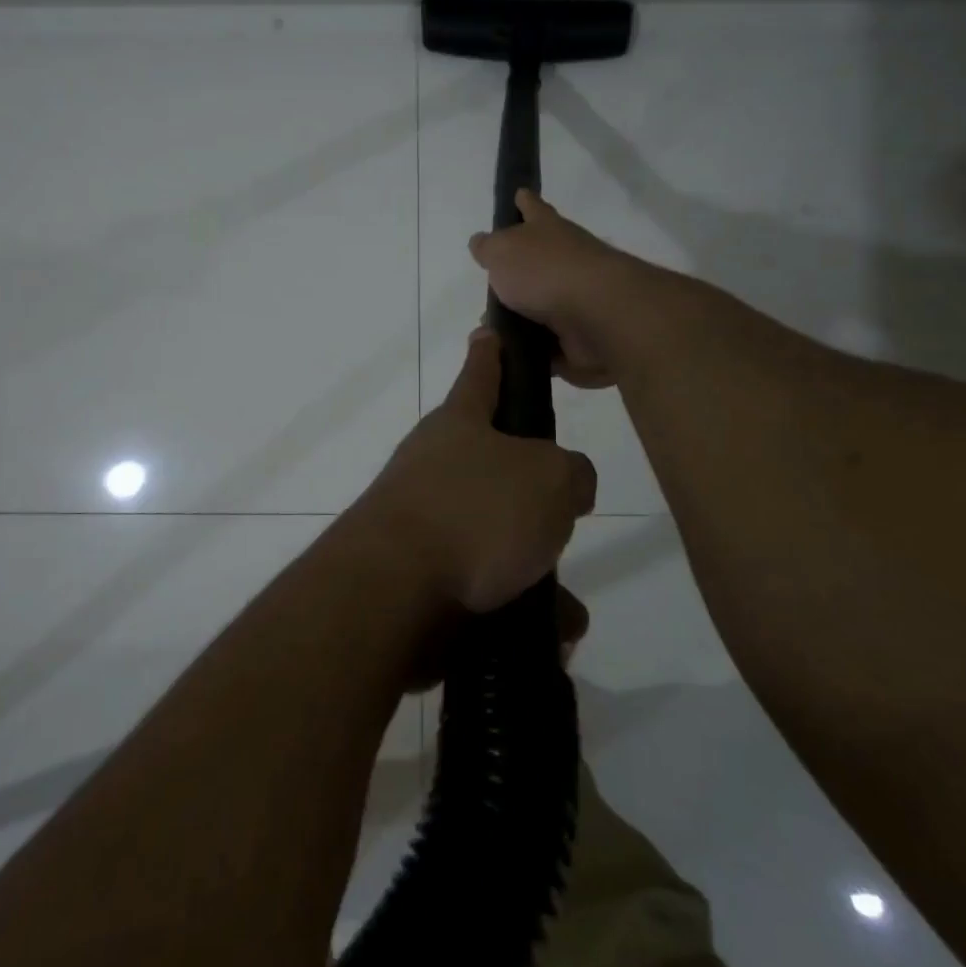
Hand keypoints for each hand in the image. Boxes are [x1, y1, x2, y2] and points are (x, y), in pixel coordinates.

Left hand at [358, 328, 596, 613]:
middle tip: (564, 513)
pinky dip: (515, 610)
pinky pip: (483, 589)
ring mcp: (422, 522)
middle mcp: (434, 466)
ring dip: (534, 569)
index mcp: (459, 425)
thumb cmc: (475, 513)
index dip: (491, 351)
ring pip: (495, 538)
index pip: (481, 373)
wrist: (393, 593)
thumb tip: (568, 487)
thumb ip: (572, 473)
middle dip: (532, 492)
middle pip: (492, 465)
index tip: (489, 331)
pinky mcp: (419, 577)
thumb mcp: (550, 478)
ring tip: (566, 607)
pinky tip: (548, 635)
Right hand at [469, 190, 643, 387]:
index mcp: (548, 232)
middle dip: (513, 278)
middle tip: (487, 293)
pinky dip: (530, 353)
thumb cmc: (546, 272)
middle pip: (536, 265)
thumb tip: (481, 243)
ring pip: (538, 310)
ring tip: (489, 333)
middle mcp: (565, 262)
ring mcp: (575, 302)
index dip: (524, 203)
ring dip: (517, 321)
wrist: (598, 317)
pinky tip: (506, 358)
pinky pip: (546, 347)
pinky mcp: (578, 340)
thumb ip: (489, 248)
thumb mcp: (502, 251)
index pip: (533, 209)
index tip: (518, 194)